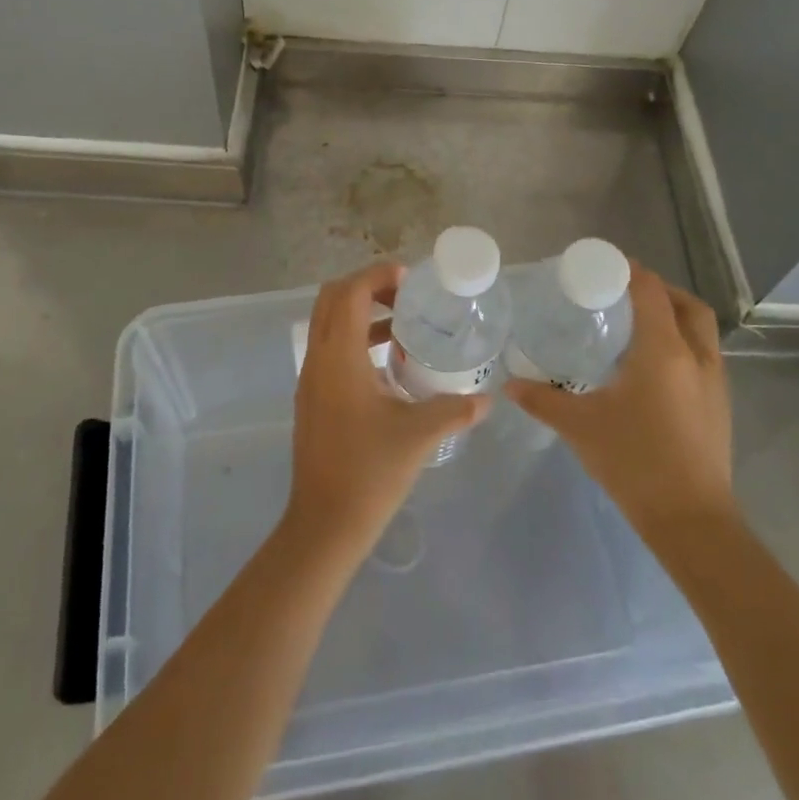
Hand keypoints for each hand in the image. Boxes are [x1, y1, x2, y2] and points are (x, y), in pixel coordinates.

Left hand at [283, 261, 490, 563]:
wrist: (324, 524)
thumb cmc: (370, 472)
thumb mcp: (419, 435)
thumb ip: (455, 409)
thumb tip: (487, 399)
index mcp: (339, 357)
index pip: (349, 292)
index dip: (377, 275)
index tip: (410, 279)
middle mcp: (318, 359)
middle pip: (332, 299)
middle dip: (367, 288)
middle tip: (406, 298)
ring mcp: (311, 379)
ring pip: (329, 324)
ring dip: (362, 314)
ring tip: (404, 327)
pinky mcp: (312, 397)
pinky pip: (330, 349)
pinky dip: (355, 340)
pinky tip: (389, 366)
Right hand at [505, 262, 734, 535]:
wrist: (692, 521)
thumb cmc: (634, 462)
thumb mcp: (580, 426)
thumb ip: (542, 400)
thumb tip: (509, 384)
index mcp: (663, 350)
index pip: (651, 292)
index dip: (631, 272)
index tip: (605, 265)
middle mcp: (696, 357)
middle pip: (687, 305)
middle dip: (660, 290)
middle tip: (625, 293)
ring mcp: (714, 383)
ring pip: (701, 331)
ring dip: (675, 317)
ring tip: (638, 326)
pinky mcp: (719, 407)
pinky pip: (704, 356)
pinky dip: (683, 345)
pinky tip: (653, 369)